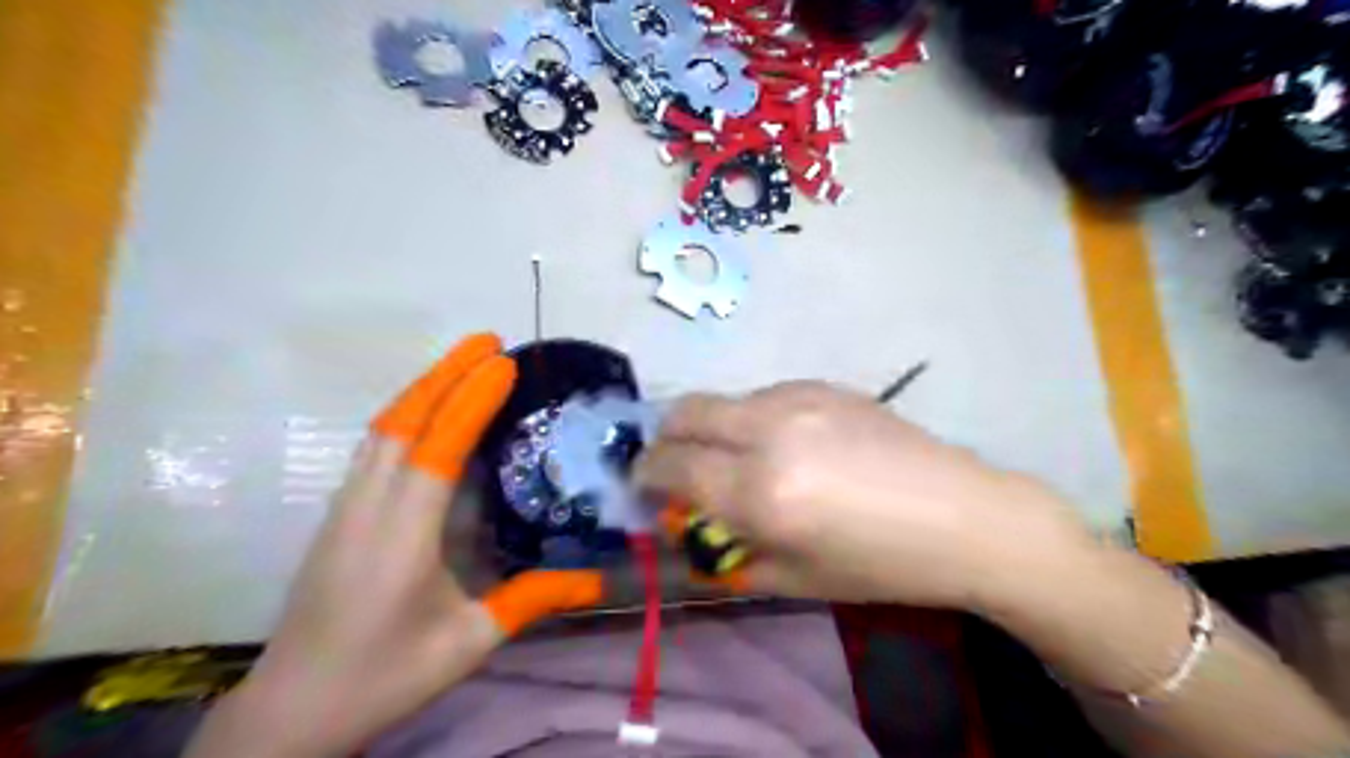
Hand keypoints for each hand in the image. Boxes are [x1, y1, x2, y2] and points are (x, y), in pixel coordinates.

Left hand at [190, 338, 607, 757]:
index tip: (503, 364)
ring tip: (465, 361)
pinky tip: (430, 407)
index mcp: (401, 539)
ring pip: (383, 428)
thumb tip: (595, 579)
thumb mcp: (467, 645)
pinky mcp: (339, 513)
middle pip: (403, 422)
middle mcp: (367, 509)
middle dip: (446, 374)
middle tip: (488, 341)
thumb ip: (530, 602)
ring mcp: (345, 507)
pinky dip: (407, 411)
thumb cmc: (384, 676)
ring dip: (424, 386)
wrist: (292, 709)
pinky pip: (374, 445)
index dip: (470, 402)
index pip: (437, 451)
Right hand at [641, 380, 1089, 608]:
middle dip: (663, 438)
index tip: (642, 486)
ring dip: (709, 429)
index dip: (646, 475)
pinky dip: (748, 419)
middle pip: (685, 413)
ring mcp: (799, 399)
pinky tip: (780, 444)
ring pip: (723, 401)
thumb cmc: (881, 564)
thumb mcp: (795, 580)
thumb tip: (682, 531)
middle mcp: (770, 432)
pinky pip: (761, 396)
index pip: (673, 467)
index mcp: (763, 491)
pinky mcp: (823, 385)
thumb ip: (727, 553)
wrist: (963, 515)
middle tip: (672, 464)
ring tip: (733, 459)